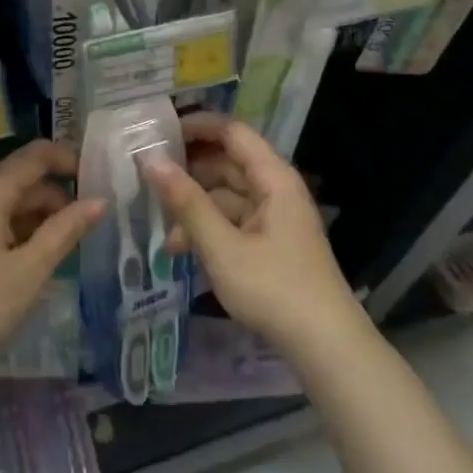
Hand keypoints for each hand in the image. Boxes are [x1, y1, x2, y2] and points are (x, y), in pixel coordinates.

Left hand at [0, 140, 103, 384]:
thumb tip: (99, 200)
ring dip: (39, 215)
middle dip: (57, 195)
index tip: (98, 179)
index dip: (69, 159)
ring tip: (67, 246)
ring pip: (8, 201)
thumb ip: (66, 230)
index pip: (36, 155)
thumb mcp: (30, 270)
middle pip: (22, 177)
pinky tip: (35, 258)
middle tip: (89, 224)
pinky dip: (19, 229)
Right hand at [143, 113, 366, 362]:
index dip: (197, 125)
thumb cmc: (274, 289)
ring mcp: (275, 217)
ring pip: (227, 195)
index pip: (232, 131)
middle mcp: (276, 189)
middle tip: (147, 178)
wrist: (325, 347)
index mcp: (273, 178)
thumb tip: (151, 160)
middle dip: (189, 171)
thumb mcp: (222, 247)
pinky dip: (208, 228)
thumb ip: (186, 202)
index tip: (159, 131)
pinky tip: (182, 251)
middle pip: (227, 162)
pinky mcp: (271, 243)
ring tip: (162, 230)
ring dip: (194, 206)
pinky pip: (234, 220)